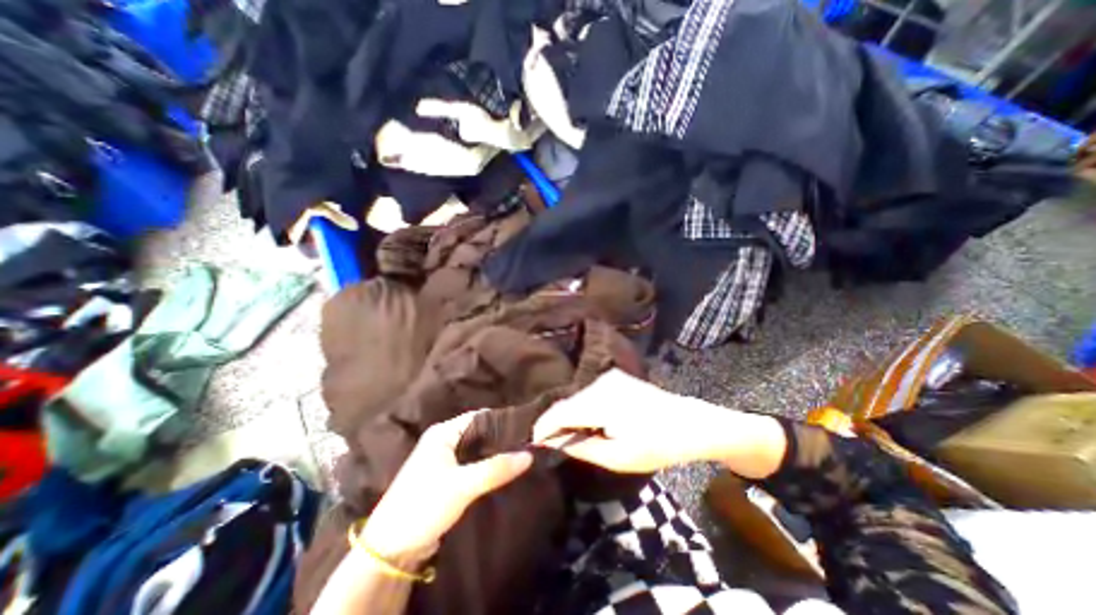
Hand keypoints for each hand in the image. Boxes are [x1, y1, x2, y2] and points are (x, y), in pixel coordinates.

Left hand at [362, 407, 532, 567]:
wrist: (390, 550)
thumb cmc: (424, 505)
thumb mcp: (462, 486)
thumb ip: (496, 468)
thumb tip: (529, 454)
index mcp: (443, 432)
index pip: (479, 417)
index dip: (502, 421)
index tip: (526, 429)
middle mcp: (444, 440)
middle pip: (479, 433)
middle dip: (501, 439)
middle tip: (527, 444)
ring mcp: (444, 459)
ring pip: (476, 450)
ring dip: (495, 454)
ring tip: (521, 456)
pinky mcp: (446, 477)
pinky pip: (472, 465)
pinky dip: (487, 466)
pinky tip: (504, 471)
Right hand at [532, 366, 788, 478]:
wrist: (689, 423)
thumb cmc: (657, 444)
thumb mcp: (618, 456)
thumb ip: (581, 447)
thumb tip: (554, 442)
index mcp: (601, 401)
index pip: (560, 411)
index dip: (543, 427)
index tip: (533, 443)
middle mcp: (601, 383)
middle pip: (567, 403)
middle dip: (556, 423)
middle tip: (551, 445)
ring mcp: (609, 378)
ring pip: (577, 398)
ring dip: (570, 417)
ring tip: (569, 437)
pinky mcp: (615, 378)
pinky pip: (589, 394)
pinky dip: (583, 409)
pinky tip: (589, 424)